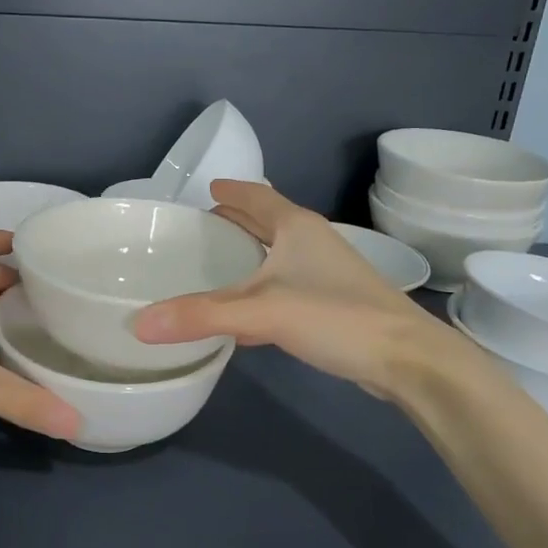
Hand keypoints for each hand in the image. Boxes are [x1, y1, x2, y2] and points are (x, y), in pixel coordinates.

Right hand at [133, 180, 473, 394]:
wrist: (408, 359)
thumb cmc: (336, 316)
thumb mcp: (261, 312)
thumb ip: (201, 315)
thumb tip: (140, 324)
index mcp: (296, 227)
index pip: (256, 196)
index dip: (231, 190)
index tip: (206, 188)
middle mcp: (312, 242)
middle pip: (268, 221)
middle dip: (237, 219)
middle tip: (202, 224)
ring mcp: (326, 273)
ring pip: (277, 254)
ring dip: (250, 253)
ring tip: (217, 262)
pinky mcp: (333, 303)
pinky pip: (285, 285)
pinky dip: (261, 288)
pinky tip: (245, 315)